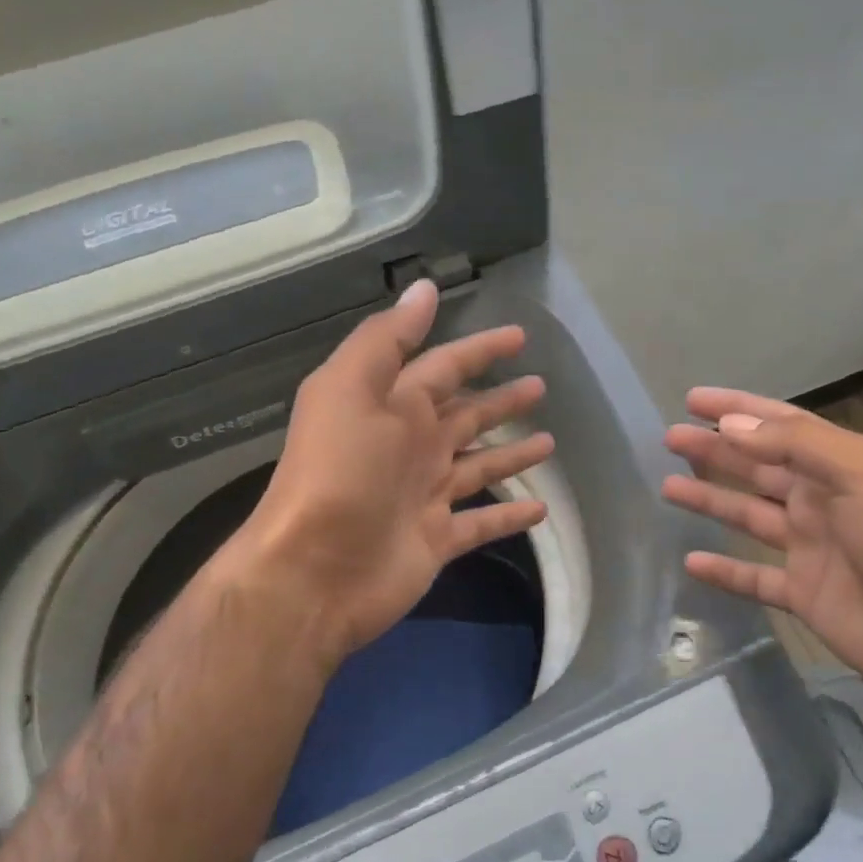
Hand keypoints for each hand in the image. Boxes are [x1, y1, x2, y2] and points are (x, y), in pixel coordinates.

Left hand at [221, 280, 552, 664]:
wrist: (313, 572)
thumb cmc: (337, 473)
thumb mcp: (352, 389)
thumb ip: (389, 340)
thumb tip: (424, 289)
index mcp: (393, 408)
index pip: (446, 367)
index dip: (480, 349)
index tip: (519, 336)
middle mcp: (410, 447)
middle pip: (465, 416)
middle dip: (500, 400)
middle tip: (540, 386)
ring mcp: (424, 496)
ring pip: (478, 467)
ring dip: (511, 454)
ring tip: (550, 442)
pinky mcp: (436, 540)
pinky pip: (482, 523)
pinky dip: (509, 517)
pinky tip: (541, 511)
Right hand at [662, 388, 862, 712]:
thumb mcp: (861, 473)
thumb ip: (797, 445)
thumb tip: (732, 426)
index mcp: (837, 465)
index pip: (778, 425)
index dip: (737, 409)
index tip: (694, 400)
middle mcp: (819, 500)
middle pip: (756, 467)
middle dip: (714, 450)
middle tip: (670, 437)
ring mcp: (809, 548)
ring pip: (748, 516)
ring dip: (710, 500)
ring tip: (668, 486)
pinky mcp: (803, 593)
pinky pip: (753, 578)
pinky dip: (724, 571)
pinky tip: (692, 561)